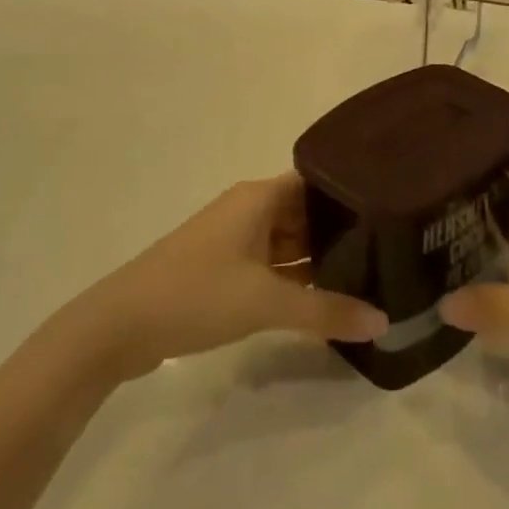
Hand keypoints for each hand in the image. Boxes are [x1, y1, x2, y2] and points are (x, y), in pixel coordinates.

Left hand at [80, 175, 387, 382]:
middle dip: (342, 232)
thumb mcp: (266, 303)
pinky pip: (271, 265)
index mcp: (259, 197)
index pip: (318, 182)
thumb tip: (384, 322)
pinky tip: (324, 298)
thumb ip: (327, 312)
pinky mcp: (222, 269)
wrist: (117, 327)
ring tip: (368, 274)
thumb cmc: (196, 294)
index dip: (352, 193)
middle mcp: (248, 210)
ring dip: (318, 260)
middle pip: (306, 213)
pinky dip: (295, 279)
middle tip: (391, 248)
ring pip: (288, 242)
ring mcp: (233, 240)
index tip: (391, 209)